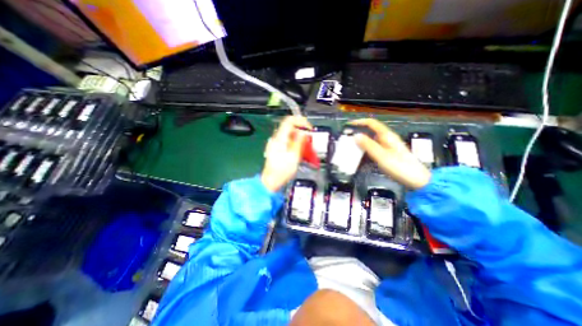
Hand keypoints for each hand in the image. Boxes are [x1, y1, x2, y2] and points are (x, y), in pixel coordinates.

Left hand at [262, 116, 310, 191]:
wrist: (272, 181)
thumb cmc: (281, 172)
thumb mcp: (294, 157)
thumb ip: (299, 142)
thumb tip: (303, 132)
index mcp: (280, 139)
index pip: (289, 121)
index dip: (300, 121)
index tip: (308, 128)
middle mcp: (277, 140)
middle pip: (291, 128)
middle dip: (302, 133)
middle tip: (310, 140)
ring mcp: (276, 144)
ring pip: (291, 136)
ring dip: (300, 139)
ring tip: (307, 148)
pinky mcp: (278, 149)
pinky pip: (289, 142)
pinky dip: (296, 144)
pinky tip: (301, 152)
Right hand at [350, 118, 430, 189]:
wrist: (416, 180)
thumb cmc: (400, 167)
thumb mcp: (382, 156)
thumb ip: (368, 145)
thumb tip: (355, 135)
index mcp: (387, 136)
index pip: (371, 123)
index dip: (359, 122)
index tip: (348, 125)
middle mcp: (386, 139)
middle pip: (370, 131)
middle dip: (358, 132)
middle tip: (346, 138)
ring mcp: (387, 146)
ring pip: (371, 140)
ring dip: (360, 141)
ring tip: (350, 146)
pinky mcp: (386, 154)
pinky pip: (372, 148)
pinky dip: (365, 149)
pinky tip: (360, 155)